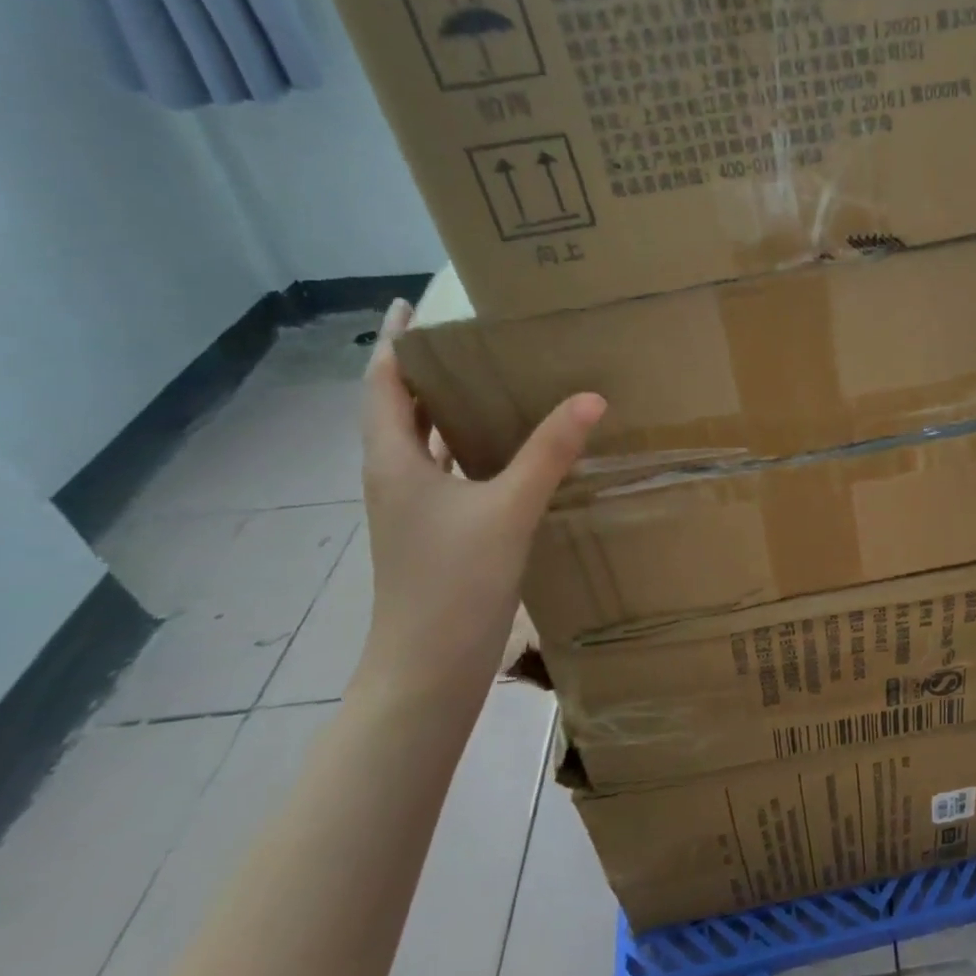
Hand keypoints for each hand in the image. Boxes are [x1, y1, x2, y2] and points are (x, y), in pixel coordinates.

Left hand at [354, 300, 604, 713]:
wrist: (428, 669)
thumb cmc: (453, 584)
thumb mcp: (508, 510)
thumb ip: (549, 452)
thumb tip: (591, 397)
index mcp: (394, 461)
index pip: (385, 384)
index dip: (396, 342)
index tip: (413, 305)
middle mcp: (396, 476)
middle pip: (402, 407)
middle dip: (428, 368)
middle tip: (474, 336)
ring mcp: (415, 507)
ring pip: (426, 440)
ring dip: (449, 407)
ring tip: (493, 378)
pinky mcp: (437, 530)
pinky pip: (450, 470)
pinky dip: (470, 446)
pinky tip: (509, 447)